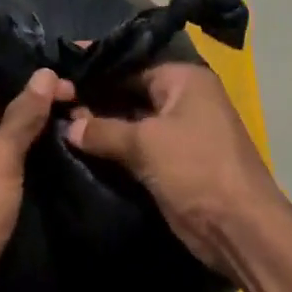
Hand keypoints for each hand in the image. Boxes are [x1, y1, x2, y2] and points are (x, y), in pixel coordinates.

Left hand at [0, 68, 71, 291]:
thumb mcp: (1, 157)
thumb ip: (24, 113)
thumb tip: (45, 72)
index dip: (8, 65)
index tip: (47, 62)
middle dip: (24, 92)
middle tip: (69, 87)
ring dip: (23, 119)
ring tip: (67, 107)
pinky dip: (16, 144)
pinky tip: (49, 139)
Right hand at [66, 62, 282, 275]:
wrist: (239, 227)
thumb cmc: (195, 169)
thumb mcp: (146, 143)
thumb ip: (103, 130)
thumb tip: (69, 125)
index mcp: (184, 79)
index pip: (132, 64)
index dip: (96, 69)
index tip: (60, 70)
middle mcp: (184, 98)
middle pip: (131, 91)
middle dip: (96, 98)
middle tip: (52, 100)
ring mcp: (180, 131)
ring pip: (132, 121)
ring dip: (102, 125)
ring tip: (57, 122)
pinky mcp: (174, 161)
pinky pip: (138, 146)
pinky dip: (115, 147)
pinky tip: (81, 148)